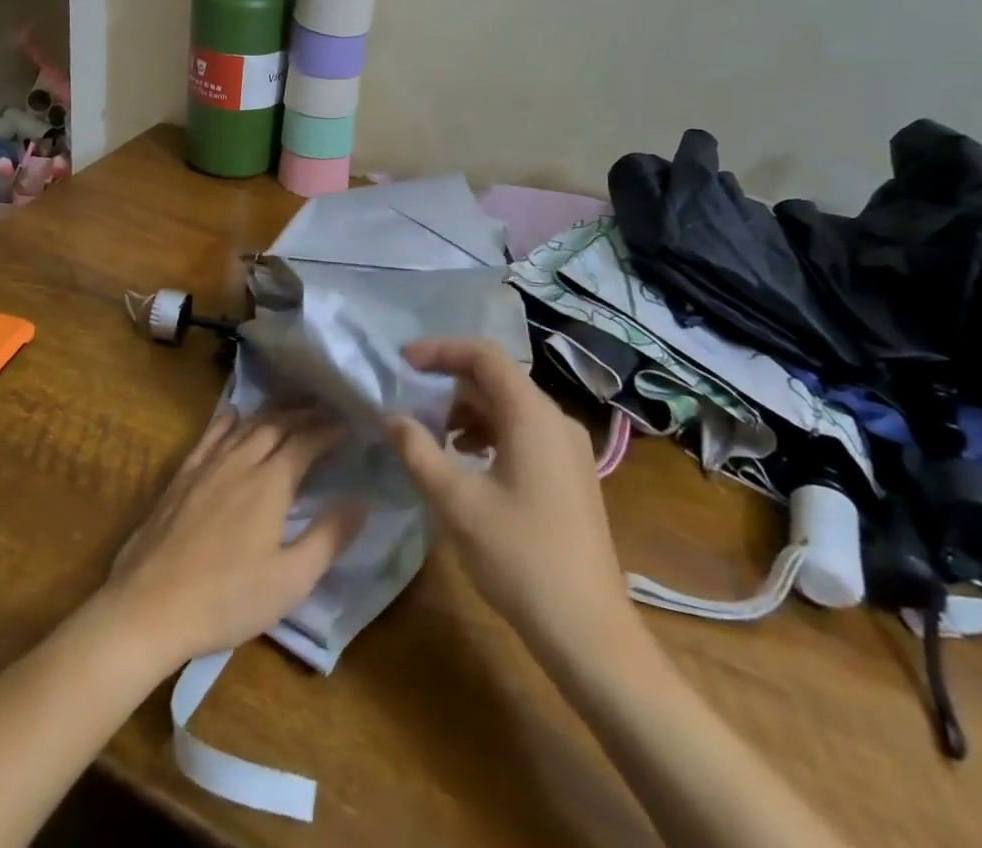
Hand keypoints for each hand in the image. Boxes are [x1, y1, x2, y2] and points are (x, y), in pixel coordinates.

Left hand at [103, 405, 364, 670]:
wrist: (150, 605)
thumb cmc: (227, 598)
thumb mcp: (290, 580)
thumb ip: (329, 538)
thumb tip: (361, 502)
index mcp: (271, 482)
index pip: (307, 440)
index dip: (329, 428)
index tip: (349, 422)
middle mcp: (241, 461)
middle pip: (277, 423)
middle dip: (305, 411)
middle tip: (326, 406)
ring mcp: (208, 464)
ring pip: (246, 424)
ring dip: (272, 411)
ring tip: (291, 405)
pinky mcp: (182, 475)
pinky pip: (210, 435)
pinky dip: (228, 420)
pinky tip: (233, 414)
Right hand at [385, 339, 635, 649]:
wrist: (589, 632)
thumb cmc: (520, 559)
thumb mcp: (456, 503)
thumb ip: (418, 451)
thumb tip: (392, 417)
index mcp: (533, 416)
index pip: (484, 356)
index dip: (441, 350)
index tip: (403, 362)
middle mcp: (556, 421)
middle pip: (497, 379)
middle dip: (450, 384)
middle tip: (411, 403)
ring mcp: (569, 449)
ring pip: (510, 407)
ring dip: (468, 412)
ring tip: (436, 438)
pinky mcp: (572, 475)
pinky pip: (524, 432)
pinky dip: (490, 434)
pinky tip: (469, 464)